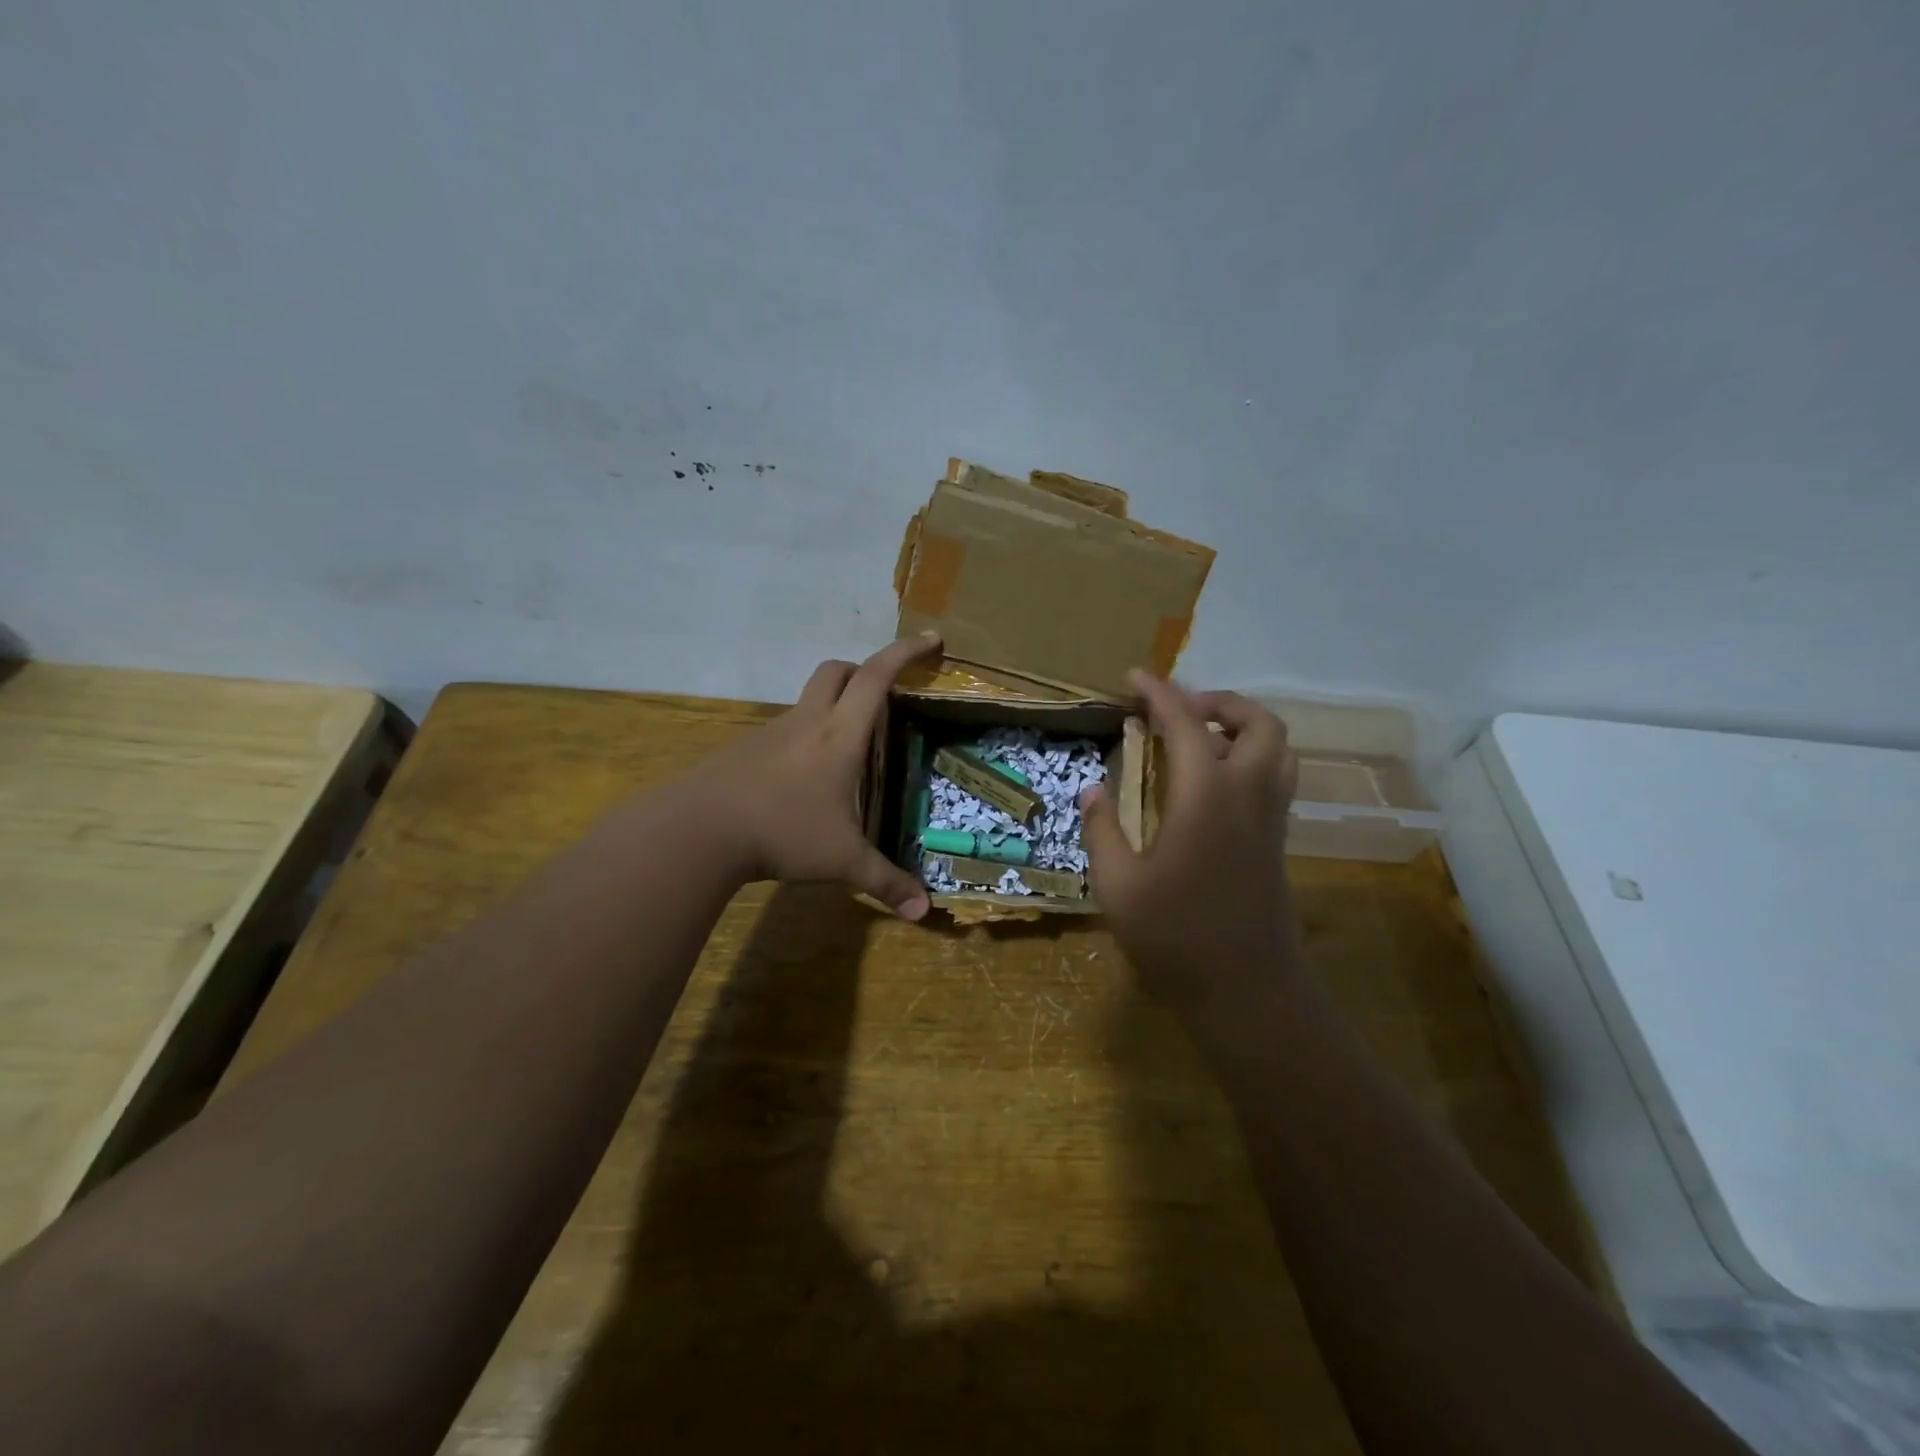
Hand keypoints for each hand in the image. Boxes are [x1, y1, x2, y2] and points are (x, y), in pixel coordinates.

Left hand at [689, 632, 941, 918]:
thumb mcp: (841, 860)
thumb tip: (923, 911)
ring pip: (807, 700)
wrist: (698, 830)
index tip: (931, 639)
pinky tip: (802, 780)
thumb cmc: (782, 832)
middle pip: (837, 671)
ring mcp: (770, 734)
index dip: (906, 653)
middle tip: (885, 694)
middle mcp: (807, 723)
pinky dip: (803, 739)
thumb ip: (884, 882)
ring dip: (832, 706)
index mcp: (840, 735)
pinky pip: (783, 731)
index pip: (877, 676)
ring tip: (848, 749)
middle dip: (865, 671)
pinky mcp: (744, 751)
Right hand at [1080, 670, 1301, 1022]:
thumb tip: (1093, 789)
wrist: (1248, 994)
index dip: (1159, 693)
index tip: (1134, 676)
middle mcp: (1248, 796)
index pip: (1186, 724)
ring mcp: (1270, 820)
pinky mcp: (1276, 844)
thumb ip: (1103, 830)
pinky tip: (1210, 786)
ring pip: (1279, 750)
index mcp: (1206, 797)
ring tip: (1198, 741)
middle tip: (1178, 712)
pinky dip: (1249, 759)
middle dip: (1220, 702)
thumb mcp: (1118, 886)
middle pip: (1260, 723)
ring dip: (1243, 728)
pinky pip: (1275, 779)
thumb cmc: (1176, 938)